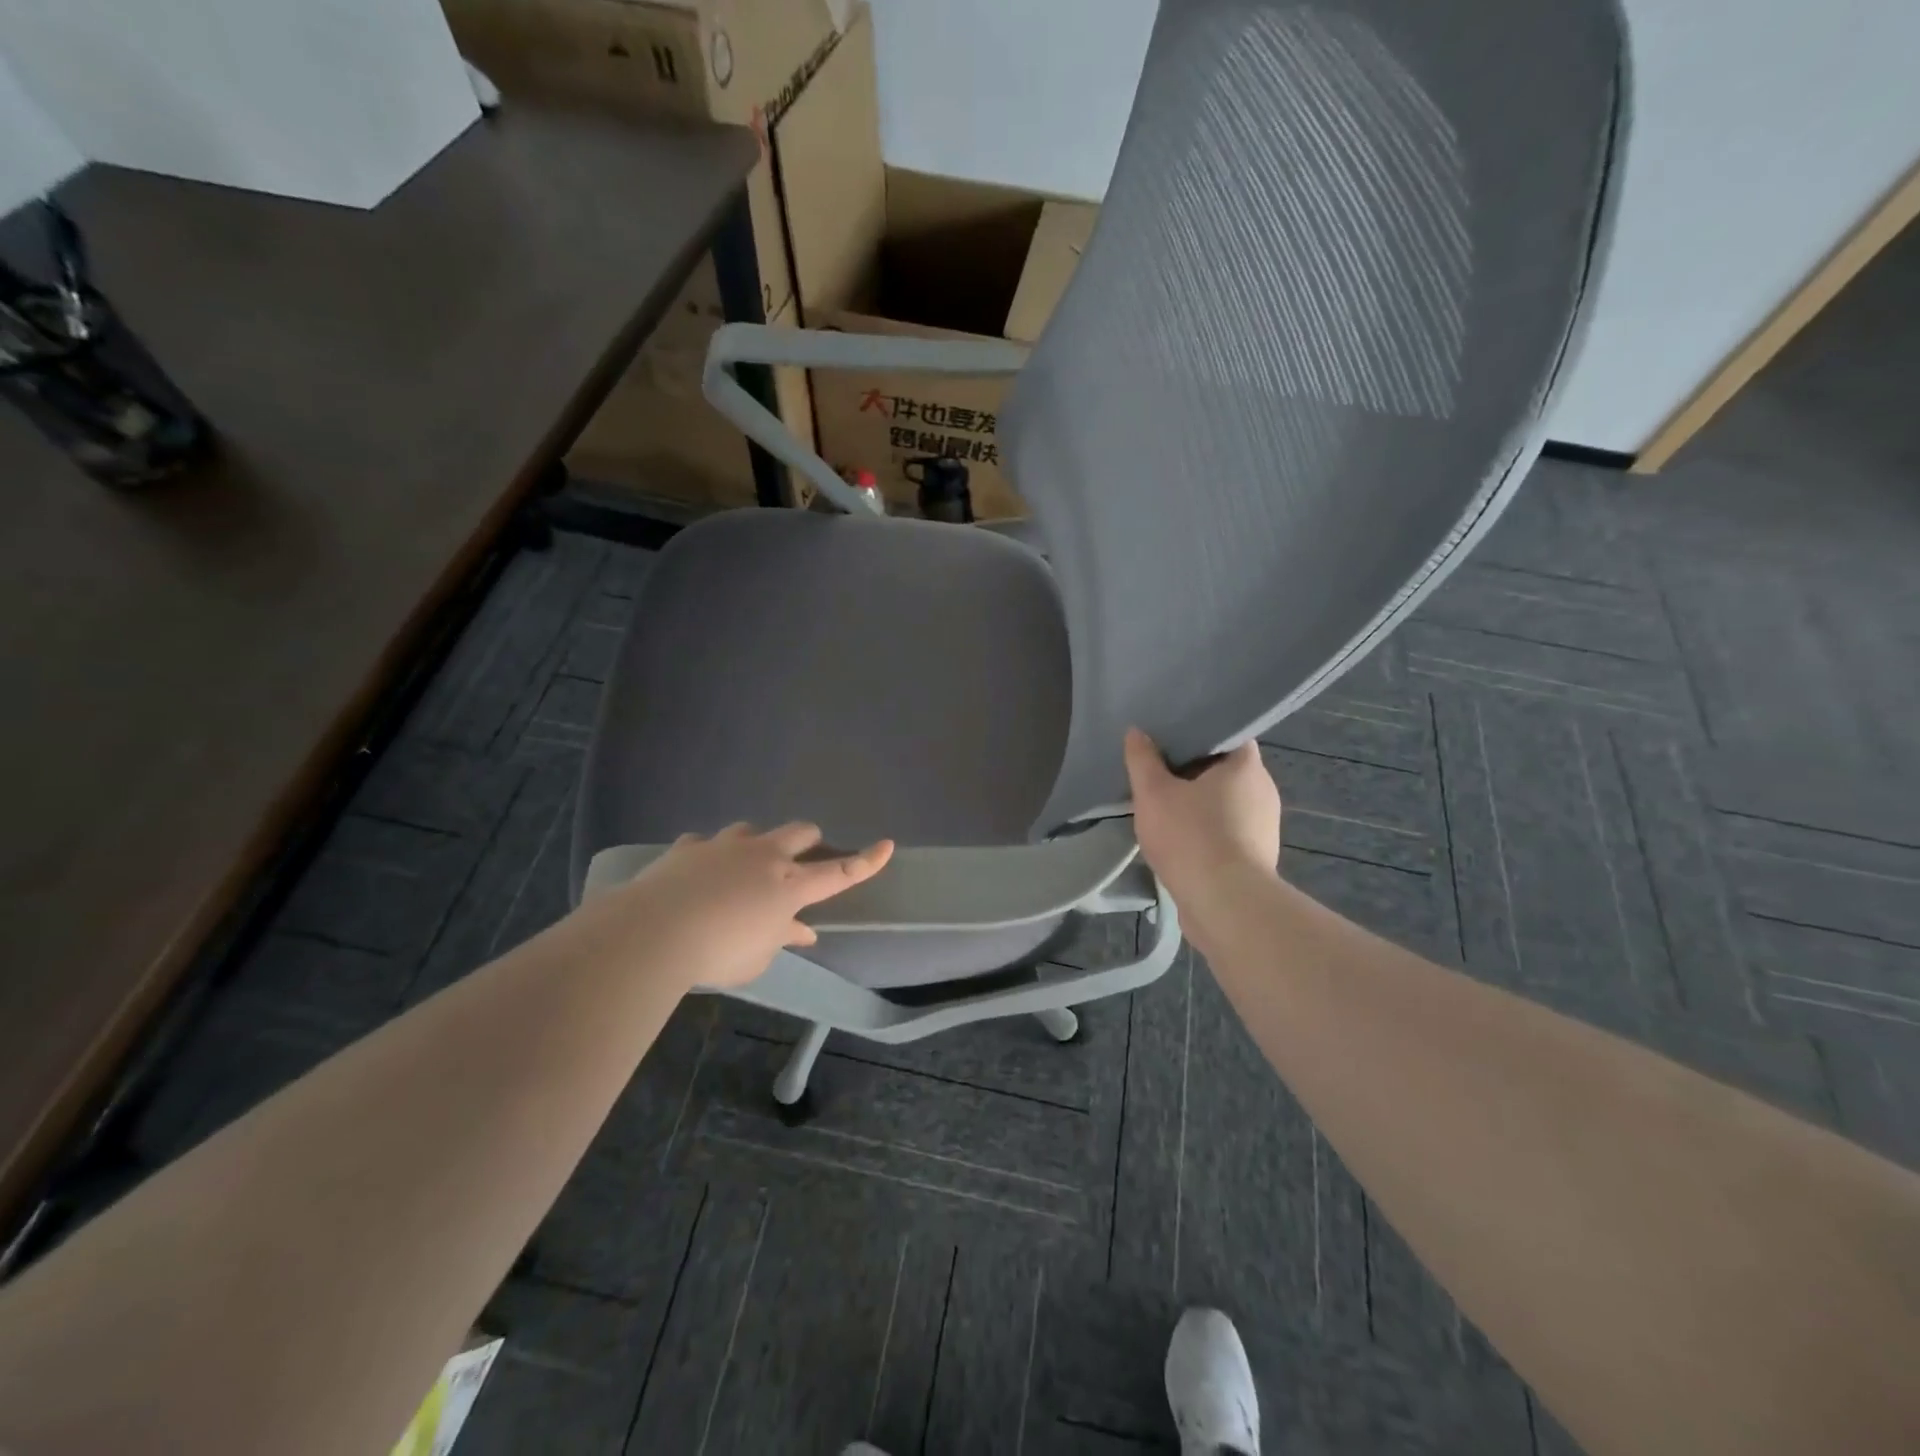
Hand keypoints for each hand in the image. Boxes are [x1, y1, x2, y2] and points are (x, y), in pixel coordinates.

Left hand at [605, 823, 892, 988]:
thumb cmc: (718, 953)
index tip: (887, 845)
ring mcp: (725, 846)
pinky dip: (708, 857)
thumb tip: (800, 931)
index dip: (866, 861)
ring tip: (741, 868)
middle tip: (799, 860)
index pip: (840, 873)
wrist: (654, 932)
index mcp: (789, 886)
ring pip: (751, 830)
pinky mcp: (690, 847)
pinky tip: (697, 873)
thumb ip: (780, 938)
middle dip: (808, 841)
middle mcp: (763, 856)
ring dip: (754, 846)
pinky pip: (705, 844)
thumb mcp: (757, 959)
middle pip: (800, 832)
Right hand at [1124, 729, 1281, 920]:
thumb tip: (1136, 732)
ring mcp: (1264, 827)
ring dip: (1200, 805)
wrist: (1225, 905)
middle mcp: (1264, 790)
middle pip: (1226, 770)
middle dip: (1194, 771)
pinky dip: (1207, 832)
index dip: (1200, 733)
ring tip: (1166, 807)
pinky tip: (1181, 841)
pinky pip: (1228, 833)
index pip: (1229, 735)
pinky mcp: (1257, 858)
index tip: (1171, 738)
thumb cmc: (1191, 837)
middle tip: (1160, 771)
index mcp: (1246, 766)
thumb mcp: (1153, 793)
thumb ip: (1142, 760)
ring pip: (1226, 804)